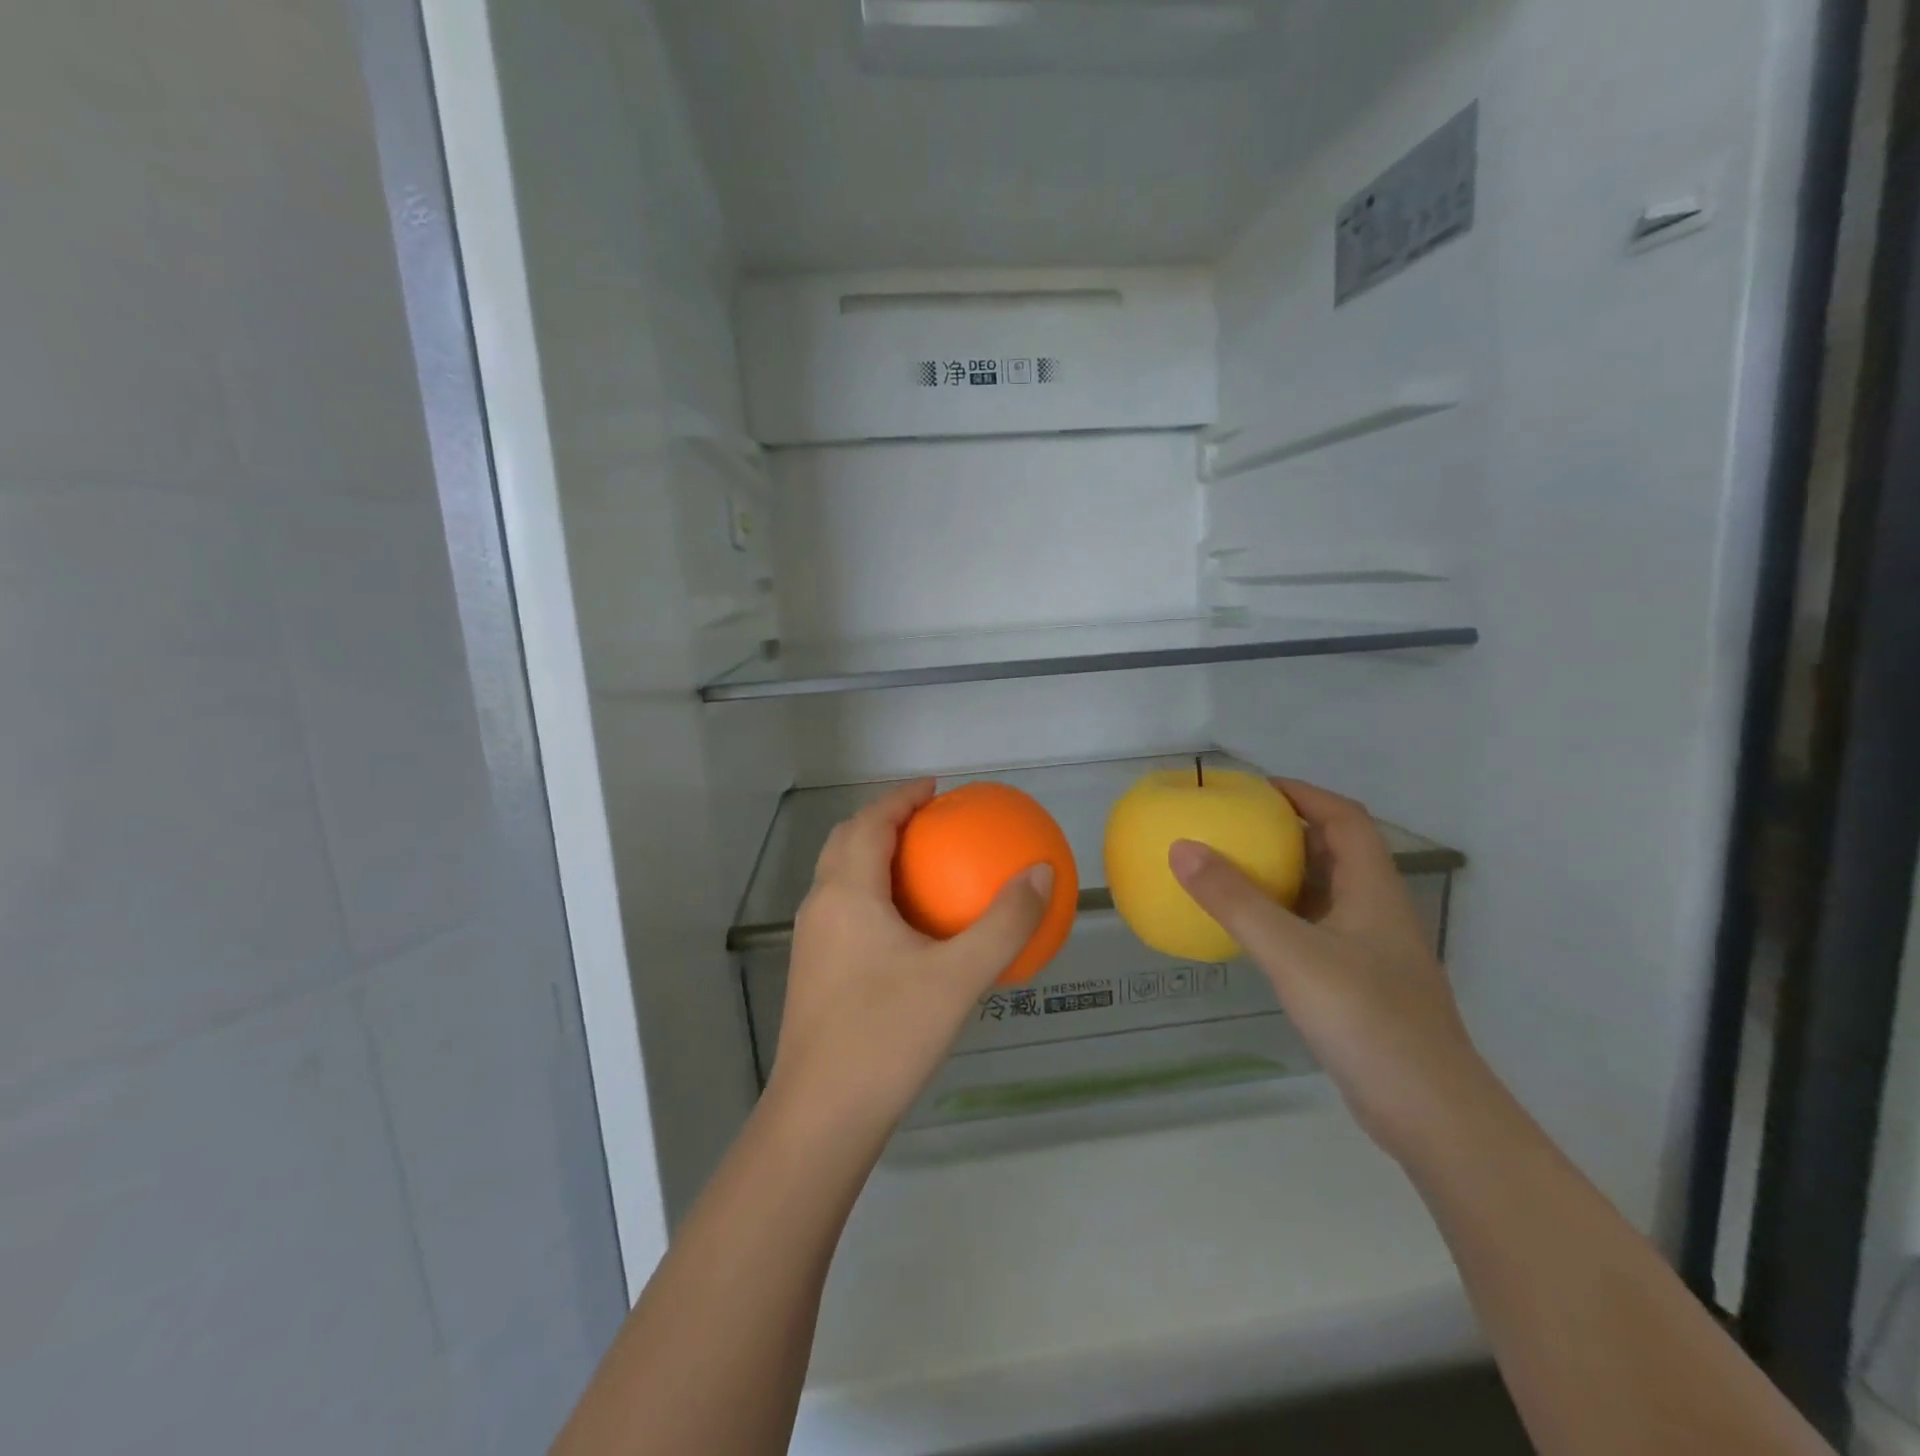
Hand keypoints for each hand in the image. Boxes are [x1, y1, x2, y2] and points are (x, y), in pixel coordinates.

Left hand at [768, 780, 1053, 1146]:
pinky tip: (906, 930)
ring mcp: (811, 943)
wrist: (821, 1118)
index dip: (901, 798)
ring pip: (839, 877)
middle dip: (884, 820)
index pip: (869, 822)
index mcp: (846, 893)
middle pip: (846, 841)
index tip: (935, 789)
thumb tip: (1042, 872)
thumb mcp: (958, 978)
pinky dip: (871, 894)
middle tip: (928, 821)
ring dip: (872, 856)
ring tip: (919, 865)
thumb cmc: (887, 1037)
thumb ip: (1004, 923)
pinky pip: (843, 910)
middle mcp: (820, 907)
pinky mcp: (813, 973)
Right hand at [1168, 779, 1491, 1162]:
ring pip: (1326, 894)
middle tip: (1234, 826)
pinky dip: (1284, 917)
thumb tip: (1182, 847)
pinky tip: (1252, 933)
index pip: (1344, 818)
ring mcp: (1371, 951)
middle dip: (1288, 830)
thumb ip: (1236, 901)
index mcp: (1373, 890)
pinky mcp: (1360, 985)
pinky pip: (1316, 931)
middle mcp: (1377, 911)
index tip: (1255, 788)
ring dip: (1285, 875)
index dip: (1303, 794)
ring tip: (1234, 869)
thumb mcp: (1292, 954)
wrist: (1430, 1113)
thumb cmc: (1366, 1020)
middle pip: (1336, 852)